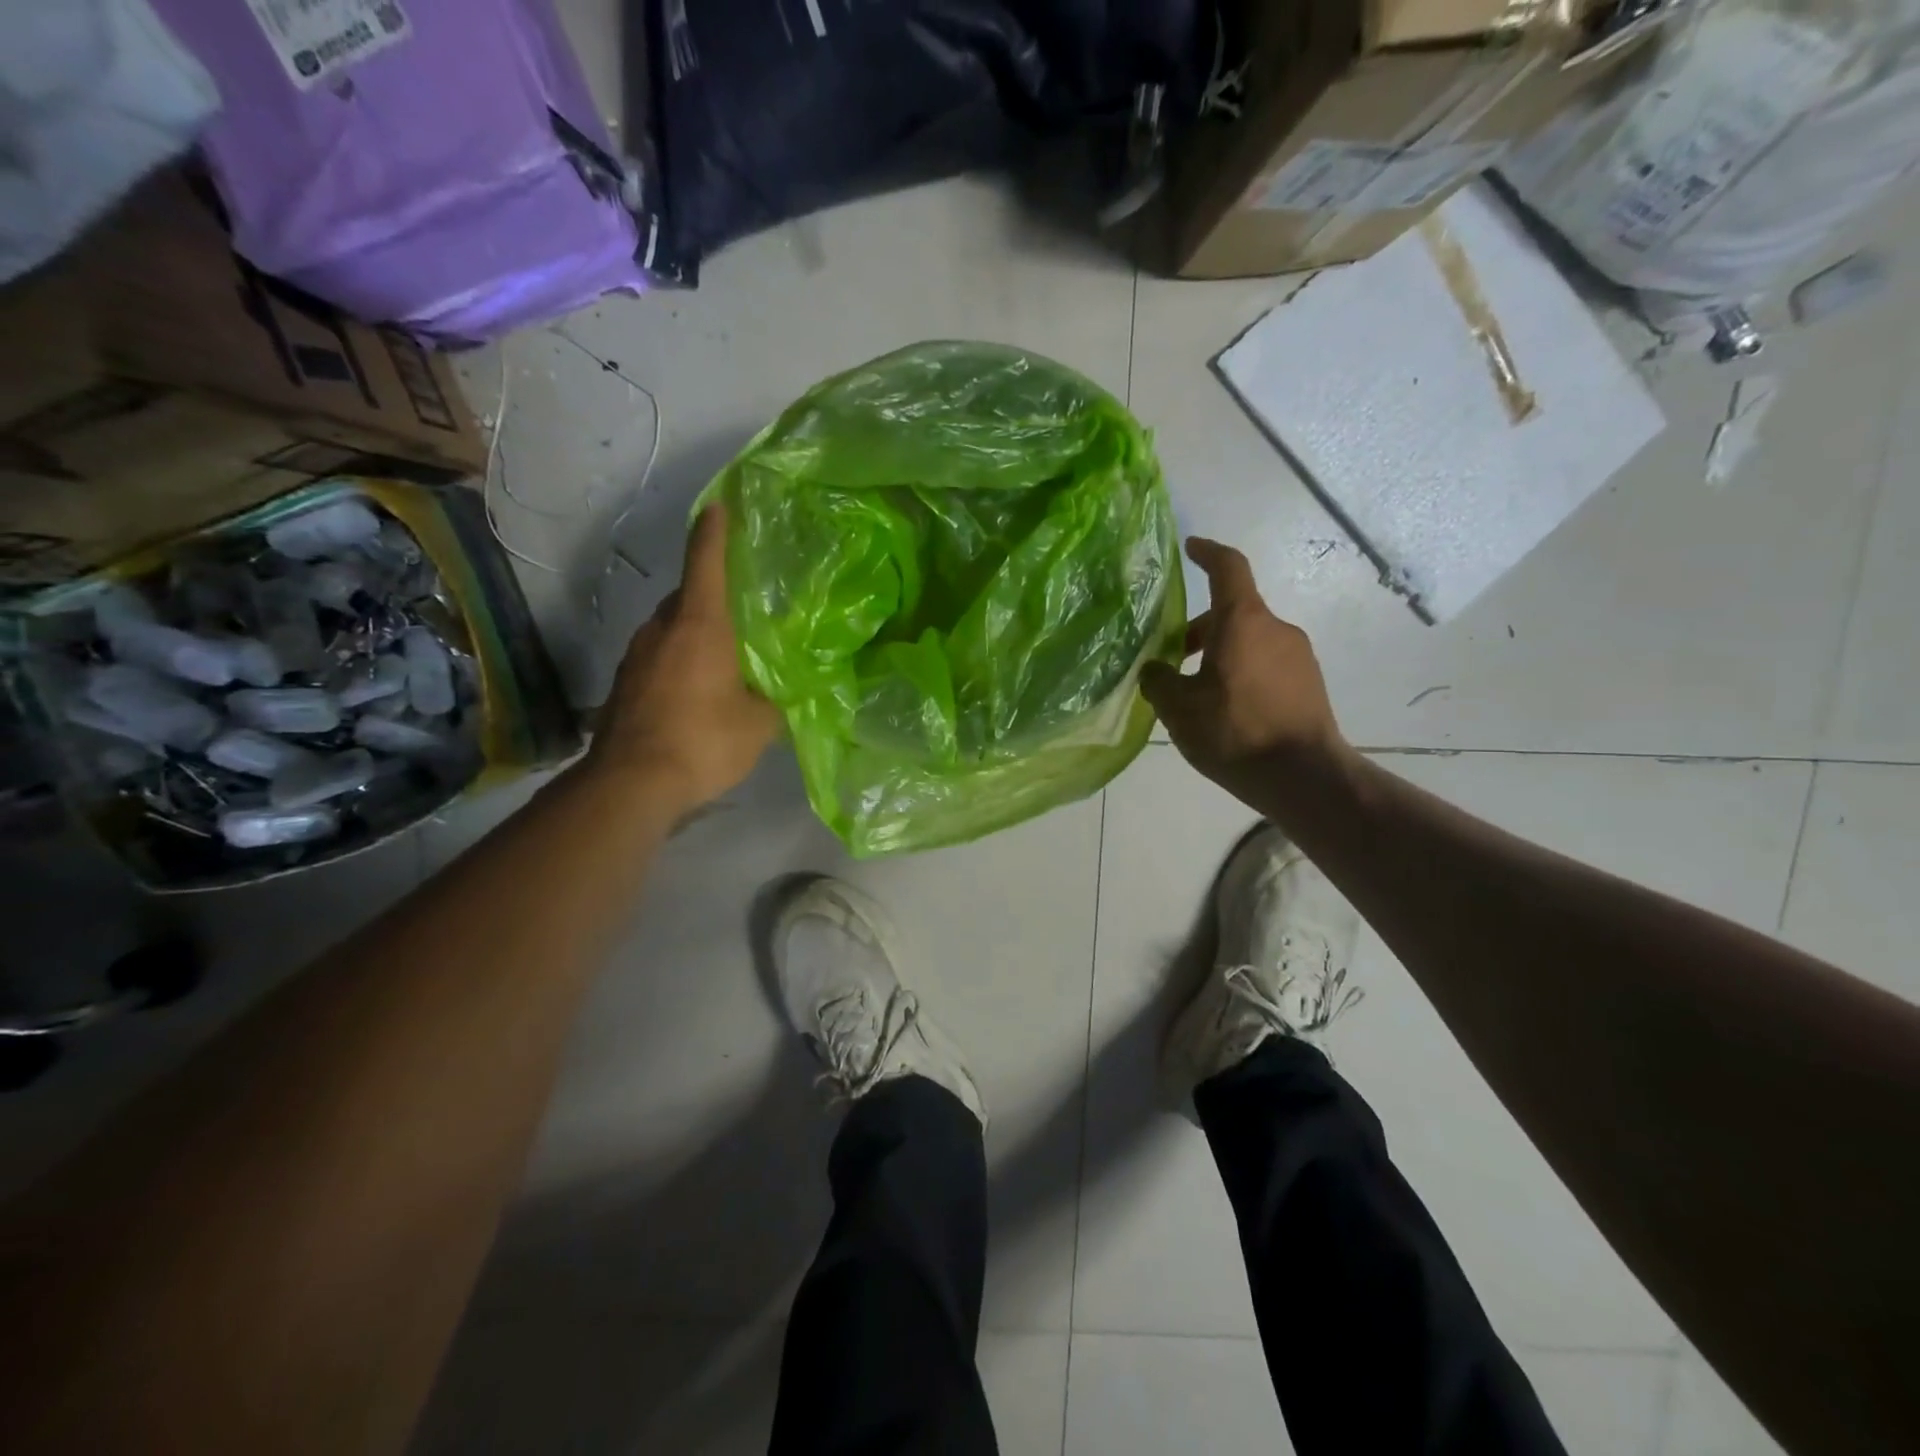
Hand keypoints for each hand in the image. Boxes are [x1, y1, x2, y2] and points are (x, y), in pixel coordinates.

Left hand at [588, 504, 780, 810]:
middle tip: (741, 612)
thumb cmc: (703, 741)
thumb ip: (773, 698)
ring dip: (693, 634)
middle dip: (710, 597)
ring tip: (722, 657)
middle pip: (686, 597)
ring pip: (669, 629)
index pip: (705, 563)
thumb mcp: (758, 723)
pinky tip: (695, 690)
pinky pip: (657, 657)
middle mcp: (661, 630)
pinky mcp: (623, 684)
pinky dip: (677, 661)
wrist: (631, 784)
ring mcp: (636, 656)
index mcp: (700, 626)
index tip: (718, 505)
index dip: (714, 532)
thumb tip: (778, 691)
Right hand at [1140, 537, 1349, 807]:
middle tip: (1171, 659)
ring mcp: (1298, 656)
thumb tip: (1156, 670)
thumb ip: (1159, 682)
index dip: (1208, 553)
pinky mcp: (1309, 683)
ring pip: (1249, 641)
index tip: (1191, 548)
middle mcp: (1276, 628)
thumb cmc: (1235, 733)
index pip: (1228, 568)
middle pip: (1233, 613)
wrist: (1304, 777)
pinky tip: (1226, 711)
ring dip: (1220, 655)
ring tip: (1196, 694)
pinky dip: (1242, 673)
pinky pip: (1267, 664)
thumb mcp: (1179, 709)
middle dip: (1199, 629)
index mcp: (1243, 622)